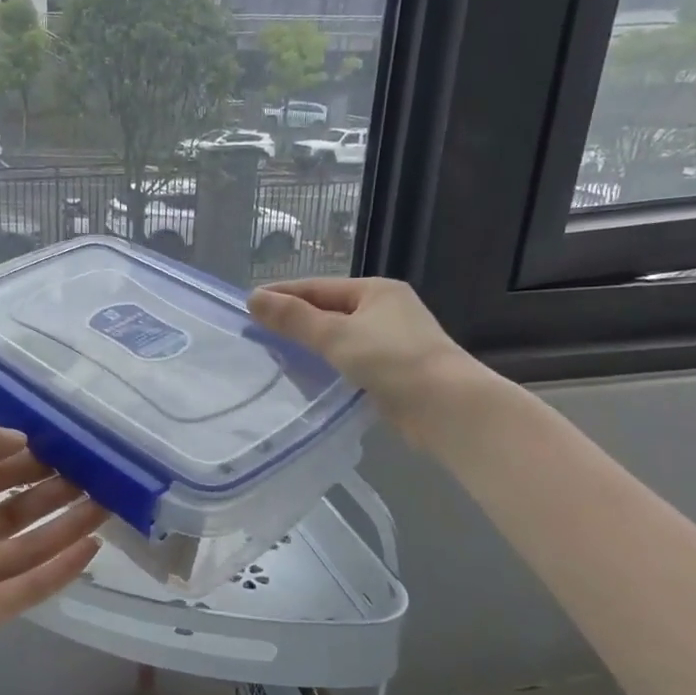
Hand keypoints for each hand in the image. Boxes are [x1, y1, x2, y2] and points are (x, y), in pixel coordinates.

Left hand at [0, 421, 105, 694]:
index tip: (68, 442)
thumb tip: (23, 436)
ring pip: (31, 544)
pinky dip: (60, 569)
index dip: (27, 455)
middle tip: (99, 472)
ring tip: (108, 504)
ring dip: (68, 524)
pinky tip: (91, 548)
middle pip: (17, 506)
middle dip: (54, 488)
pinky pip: (30, 586)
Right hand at [248, 277, 489, 440]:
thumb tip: (253, 298)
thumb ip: (293, 318)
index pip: (318, 287)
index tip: (248, 303)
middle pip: (329, 310)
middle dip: (295, 319)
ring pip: (340, 336)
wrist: (447, 407)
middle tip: (257, 330)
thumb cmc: (392, 360)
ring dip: (310, 344)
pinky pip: (350, 360)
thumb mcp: (336, 335)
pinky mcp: (395, 370)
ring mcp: (393, 341)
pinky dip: (328, 364)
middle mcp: (386, 309)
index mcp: (376, 290)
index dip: (283, 294)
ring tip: (275, 354)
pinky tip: (309, 376)